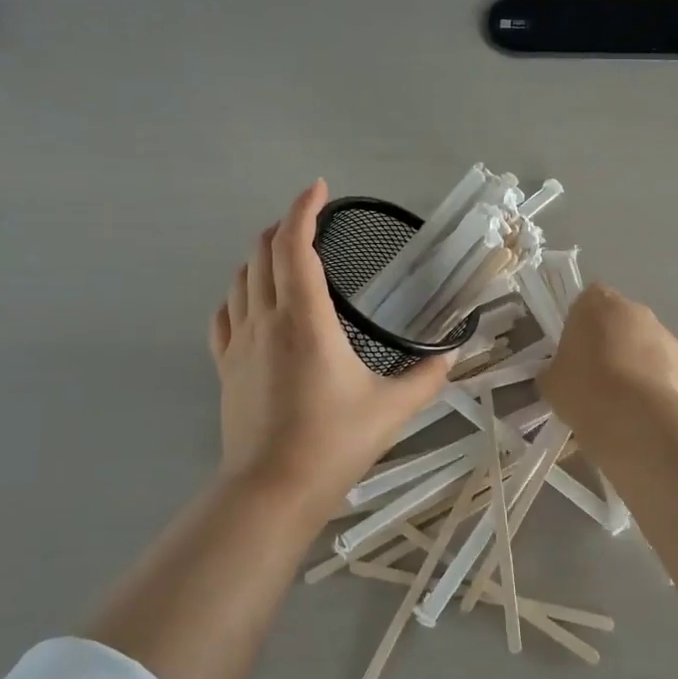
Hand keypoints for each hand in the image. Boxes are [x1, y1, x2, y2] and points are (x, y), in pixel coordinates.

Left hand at [210, 181, 451, 514]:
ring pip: (241, 278)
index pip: (295, 245)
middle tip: (309, 223)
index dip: (304, 209)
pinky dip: (239, 293)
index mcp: (305, 319)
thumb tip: (452, 357)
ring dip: (261, 256)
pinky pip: (225, 314)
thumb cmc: (333, 443)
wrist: (271, 490)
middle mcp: (266, 319)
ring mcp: (239, 343)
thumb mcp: (392, 409)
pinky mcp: (225, 366)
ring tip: (285, 256)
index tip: (319, 188)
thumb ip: (426, 378)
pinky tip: (253, 301)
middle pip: (262, 252)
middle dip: (283, 226)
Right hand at [540, 283, 677, 429]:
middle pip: (619, 320)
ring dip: (633, 362)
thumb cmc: (584, 389)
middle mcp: (635, 310)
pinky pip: (662, 370)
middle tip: (593, 375)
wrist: (636, 419)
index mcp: (597, 304)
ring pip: (644, 345)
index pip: (588, 299)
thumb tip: (557, 373)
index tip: (574, 349)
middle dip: (609, 341)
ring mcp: (664, 336)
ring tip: (618, 400)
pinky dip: (653, 384)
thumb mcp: (551, 381)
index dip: (581, 323)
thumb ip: (554, 369)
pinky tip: (639, 410)